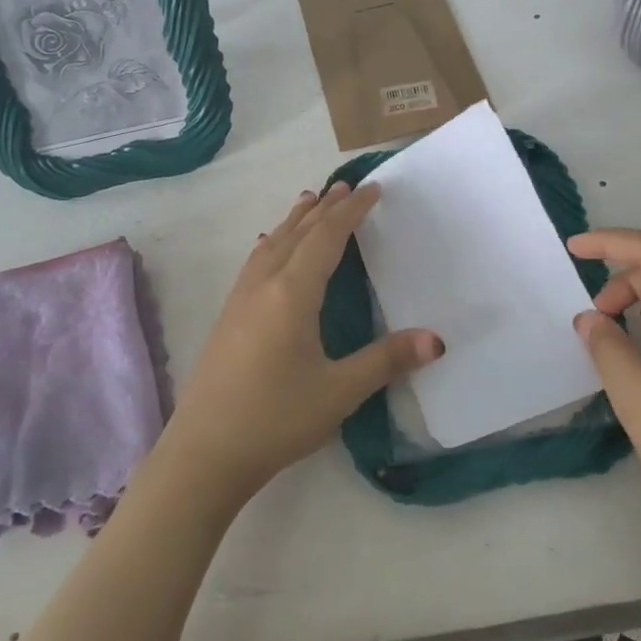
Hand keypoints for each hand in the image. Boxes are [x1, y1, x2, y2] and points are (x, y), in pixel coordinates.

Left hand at [160, 182, 444, 503]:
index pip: (326, 237)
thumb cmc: (276, 419)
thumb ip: (387, 360)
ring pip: (271, 243)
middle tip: (346, 186)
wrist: (204, 453)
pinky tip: (268, 250)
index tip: (372, 189)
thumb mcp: (339, 391)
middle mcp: (263, 285)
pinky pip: (256, 262)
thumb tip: (437, 339)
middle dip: (324, 208)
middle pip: (297, 233)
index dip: (351, 211)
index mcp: (292, 293)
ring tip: (310, 202)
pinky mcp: (228, 317)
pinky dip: (273, 242)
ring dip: (295, 220)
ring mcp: (240, 300)